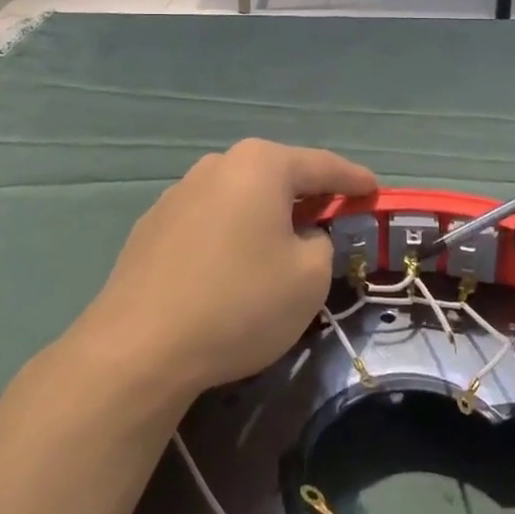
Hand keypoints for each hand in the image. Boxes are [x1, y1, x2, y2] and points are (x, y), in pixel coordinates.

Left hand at [83, 139, 377, 400]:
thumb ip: (321, 244)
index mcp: (260, 165)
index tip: (374, 190)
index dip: (354, 180)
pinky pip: (209, 220)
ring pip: (240, 197)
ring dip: (265, 215)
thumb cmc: (239, 302)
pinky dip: (230, 233)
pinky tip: (231, 267)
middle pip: (277, 175)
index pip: (323, 165)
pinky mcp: (152, 226)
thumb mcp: (309, 278)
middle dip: (307, 195)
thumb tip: (300, 236)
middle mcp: (217, 166)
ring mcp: (178, 193)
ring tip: (279, 245)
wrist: (139, 347)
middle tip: (331, 218)